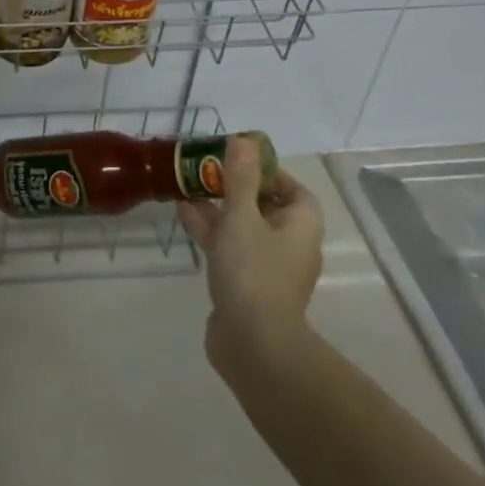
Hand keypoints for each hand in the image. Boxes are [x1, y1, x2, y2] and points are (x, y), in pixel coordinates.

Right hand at [176, 137, 323, 367]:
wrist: (253, 345)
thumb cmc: (254, 271)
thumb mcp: (242, 216)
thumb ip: (240, 178)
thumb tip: (244, 140)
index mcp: (300, 226)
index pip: (292, 189)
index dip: (268, 172)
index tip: (238, 160)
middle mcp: (290, 244)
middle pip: (264, 206)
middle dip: (235, 186)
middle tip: (206, 169)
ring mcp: (268, 268)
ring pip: (243, 226)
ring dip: (218, 207)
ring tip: (187, 186)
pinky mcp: (246, 285)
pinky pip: (231, 248)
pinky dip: (212, 230)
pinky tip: (183, 213)